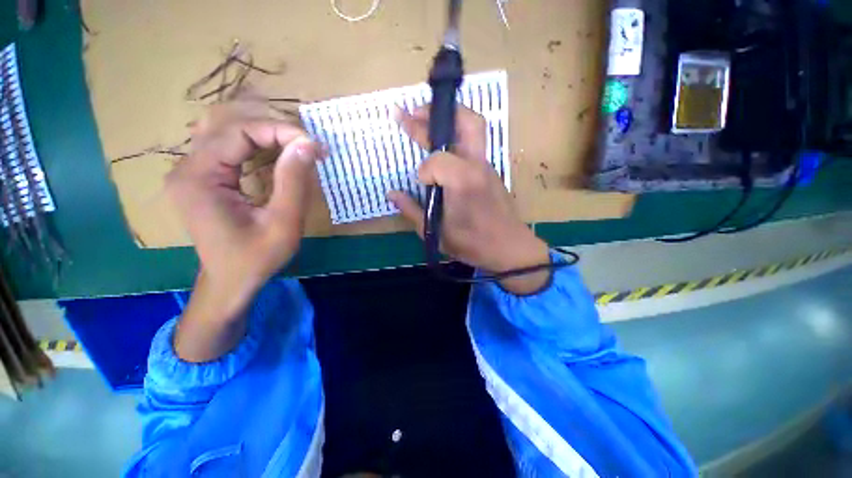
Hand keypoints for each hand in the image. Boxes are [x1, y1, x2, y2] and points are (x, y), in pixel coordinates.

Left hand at [166, 101, 321, 316]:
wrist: (230, 281)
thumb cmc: (256, 258)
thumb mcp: (283, 223)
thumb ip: (294, 182)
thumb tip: (308, 144)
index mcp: (199, 178)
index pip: (238, 131)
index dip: (279, 130)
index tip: (313, 145)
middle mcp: (186, 167)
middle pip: (227, 122)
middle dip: (272, 126)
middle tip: (306, 143)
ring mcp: (190, 170)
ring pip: (223, 127)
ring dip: (261, 129)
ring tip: (294, 142)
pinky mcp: (201, 176)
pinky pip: (225, 143)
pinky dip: (253, 140)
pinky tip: (273, 150)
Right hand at [389, 106, 550, 293]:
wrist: (509, 248)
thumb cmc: (472, 243)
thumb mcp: (435, 232)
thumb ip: (411, 210)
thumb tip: (391, 194)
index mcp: (463, 181)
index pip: (436, 161)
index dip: (424, 171)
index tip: (421, 184)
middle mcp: (477, 166)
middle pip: (466, 122)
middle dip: (435, 113)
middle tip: (411, 112)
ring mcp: (487, 166)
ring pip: (473, 127)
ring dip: (448, 119)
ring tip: (424, 120)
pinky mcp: (490, 170)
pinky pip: (473, 144)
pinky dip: (455, 136)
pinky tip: (442, 145)